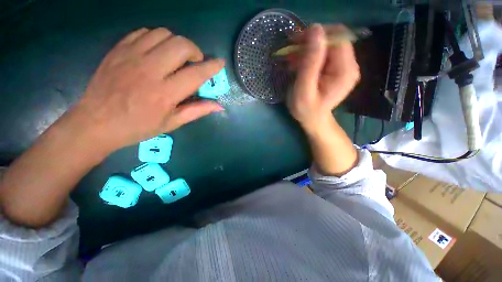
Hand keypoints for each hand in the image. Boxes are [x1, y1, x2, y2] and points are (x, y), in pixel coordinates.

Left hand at [71, 27, 223, 151]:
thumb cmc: (139, 126)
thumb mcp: (173, 123)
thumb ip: (197, 111)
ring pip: (163, 34)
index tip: (220, 63)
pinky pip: (144, 32)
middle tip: (194, 62)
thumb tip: (219, 106)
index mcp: (165, 93)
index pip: (196, 74)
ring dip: (176, 43)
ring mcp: (131, 56)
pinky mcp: (119, 49)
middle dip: (195, 51)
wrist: (97, 122)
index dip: (212, 67)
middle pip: (181, 45)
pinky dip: (157, 38)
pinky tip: (157, 52)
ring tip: (176, 57)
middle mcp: (150, 70)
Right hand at [287, 24, 359, 131]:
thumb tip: (315, 29)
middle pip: (333, 39)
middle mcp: (350, 65)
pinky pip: (325, 53)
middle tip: (291, 51)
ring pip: (327, 45)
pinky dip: (310, 55)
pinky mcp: (337, 68)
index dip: (316, 36)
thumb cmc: (306, 110)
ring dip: (307, 49)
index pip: (337, 38)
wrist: (313, 119)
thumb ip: (310, 63)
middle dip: (310, 42)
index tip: (295, 43)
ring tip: (292, 61)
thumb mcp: (304, 89)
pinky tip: (299, 65)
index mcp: (345, 71)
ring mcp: (344, 66)